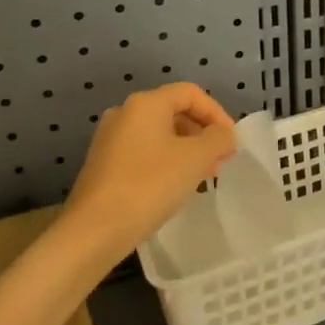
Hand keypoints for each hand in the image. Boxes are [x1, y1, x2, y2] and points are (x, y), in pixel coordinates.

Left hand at [61, 83, 237, 267]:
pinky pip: (143, 152)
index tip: (231, 142)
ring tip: (202, 176)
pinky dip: (165, 161)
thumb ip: (218, 139)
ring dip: (186, 149)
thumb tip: (224, 135)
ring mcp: (110, 139)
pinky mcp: (103, 164)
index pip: (191, 93)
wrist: (94, 230)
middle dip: (202, 133)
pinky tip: (174, 186)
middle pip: (174, 111)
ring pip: (159, 134)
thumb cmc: (150, 185)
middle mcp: (124, 113)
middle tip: (220, 161)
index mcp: (146, 103)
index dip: (217, 113)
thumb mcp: (196, 159)